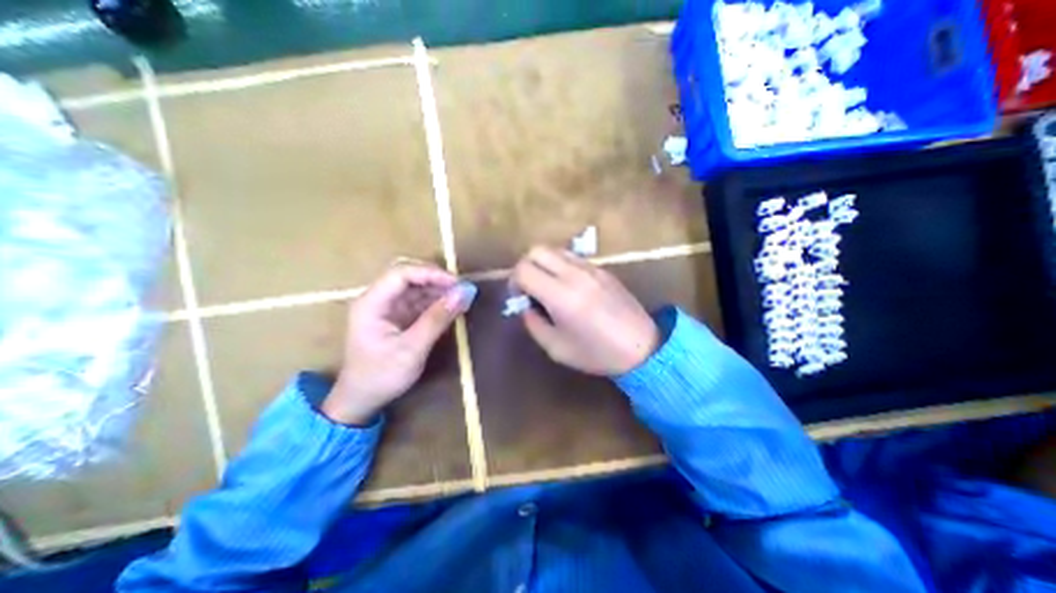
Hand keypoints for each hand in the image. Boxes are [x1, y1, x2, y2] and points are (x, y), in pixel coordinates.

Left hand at [322, 264, 478, 426]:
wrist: (362, 401)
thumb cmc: (381, 376)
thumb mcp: (412, 349)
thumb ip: (438, 319)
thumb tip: (465, 293)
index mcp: (371, 303)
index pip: (401, 274)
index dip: (430, 273)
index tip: (457, 283)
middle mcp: (378, 299)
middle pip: (409, 277)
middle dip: (437, 280)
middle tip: (462, 289)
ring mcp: (389, 308)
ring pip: (417, 288)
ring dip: (440, 291)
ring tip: (462, 298)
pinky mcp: (399, 317)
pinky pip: (420, 302)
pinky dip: (437, 303)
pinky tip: (453, 307)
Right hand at [514, 246, 656, 374]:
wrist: (642, 347)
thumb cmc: (597, 353)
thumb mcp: (556, 348)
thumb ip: (533, 323)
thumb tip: (525, 305)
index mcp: (561, 296)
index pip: (524, 269)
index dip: (514, 281)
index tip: (520, 298)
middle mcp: (574, 274)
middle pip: (536, 250)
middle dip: (525, 267)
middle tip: (530, 289)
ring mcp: (590, 268)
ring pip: (554, 250)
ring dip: (543, 264)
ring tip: (548, 287)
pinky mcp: (602, 268)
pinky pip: (572, 257)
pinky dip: (560, 265)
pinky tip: (567, 287)